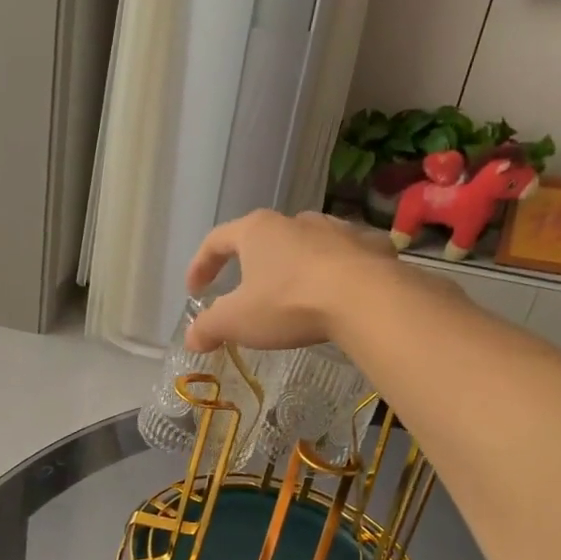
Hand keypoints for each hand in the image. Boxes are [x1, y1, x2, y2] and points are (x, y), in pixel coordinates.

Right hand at [184, 211, 399, 353]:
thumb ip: (209, 328)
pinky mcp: (369, 245)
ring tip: (292, 295)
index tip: (195, 290)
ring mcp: (335, 229)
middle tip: (245, 294)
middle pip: (263, 240)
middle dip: (250, 266)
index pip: (216, 241)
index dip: (200, 265)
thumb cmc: (289, 303)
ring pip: (305, 245)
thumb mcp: (237, 321)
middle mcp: (294, 221)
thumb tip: (191, 338)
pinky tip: (336, 293)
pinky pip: (344, 257)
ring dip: (293, 267)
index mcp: (256, 231)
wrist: (366, 298)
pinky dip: (334, 271)